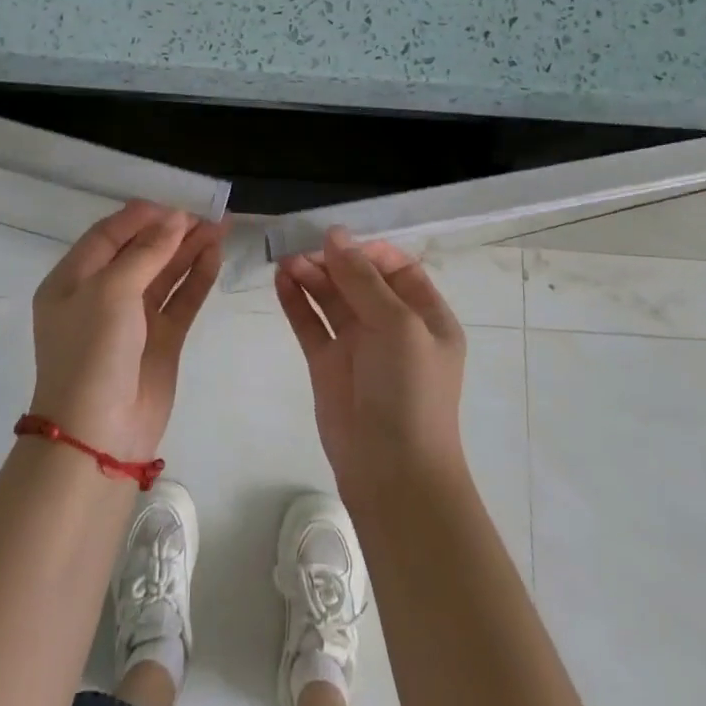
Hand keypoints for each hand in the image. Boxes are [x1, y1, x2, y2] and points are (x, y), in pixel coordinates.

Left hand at [30, 202, 226, 462]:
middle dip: (171, 232)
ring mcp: (132, 320)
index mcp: (72, 280)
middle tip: (208, 215)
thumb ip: (146, 252)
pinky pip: (180, 301)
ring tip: (221, 228)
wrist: (99, 433)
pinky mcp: (160, 341)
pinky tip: (215, 257)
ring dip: (189, 251)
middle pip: (139, 252)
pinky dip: (196, 279)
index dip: (140, 218)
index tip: (175, 205)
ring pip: (164, 275)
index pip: (107, 236)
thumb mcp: (111, 292)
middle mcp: (100, 296)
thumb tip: (176, 218)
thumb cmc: (92, 352)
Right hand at [275, 229, 467, 506]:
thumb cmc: (408, 390)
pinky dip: (296, 302)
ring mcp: (358, 345)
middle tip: (300, 247)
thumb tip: (335, 234)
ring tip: (285, 260)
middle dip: (333, 261)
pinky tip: (280, 280)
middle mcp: (392, 326)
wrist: (391, 470)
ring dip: (311, 277)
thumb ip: (363, 279)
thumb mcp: (397, 325)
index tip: (337, 241)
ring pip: (332, 298)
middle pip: (359, 280)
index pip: (396, 268)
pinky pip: (311, 323)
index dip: (367, 251)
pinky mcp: (328, 364)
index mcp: (425, 315)